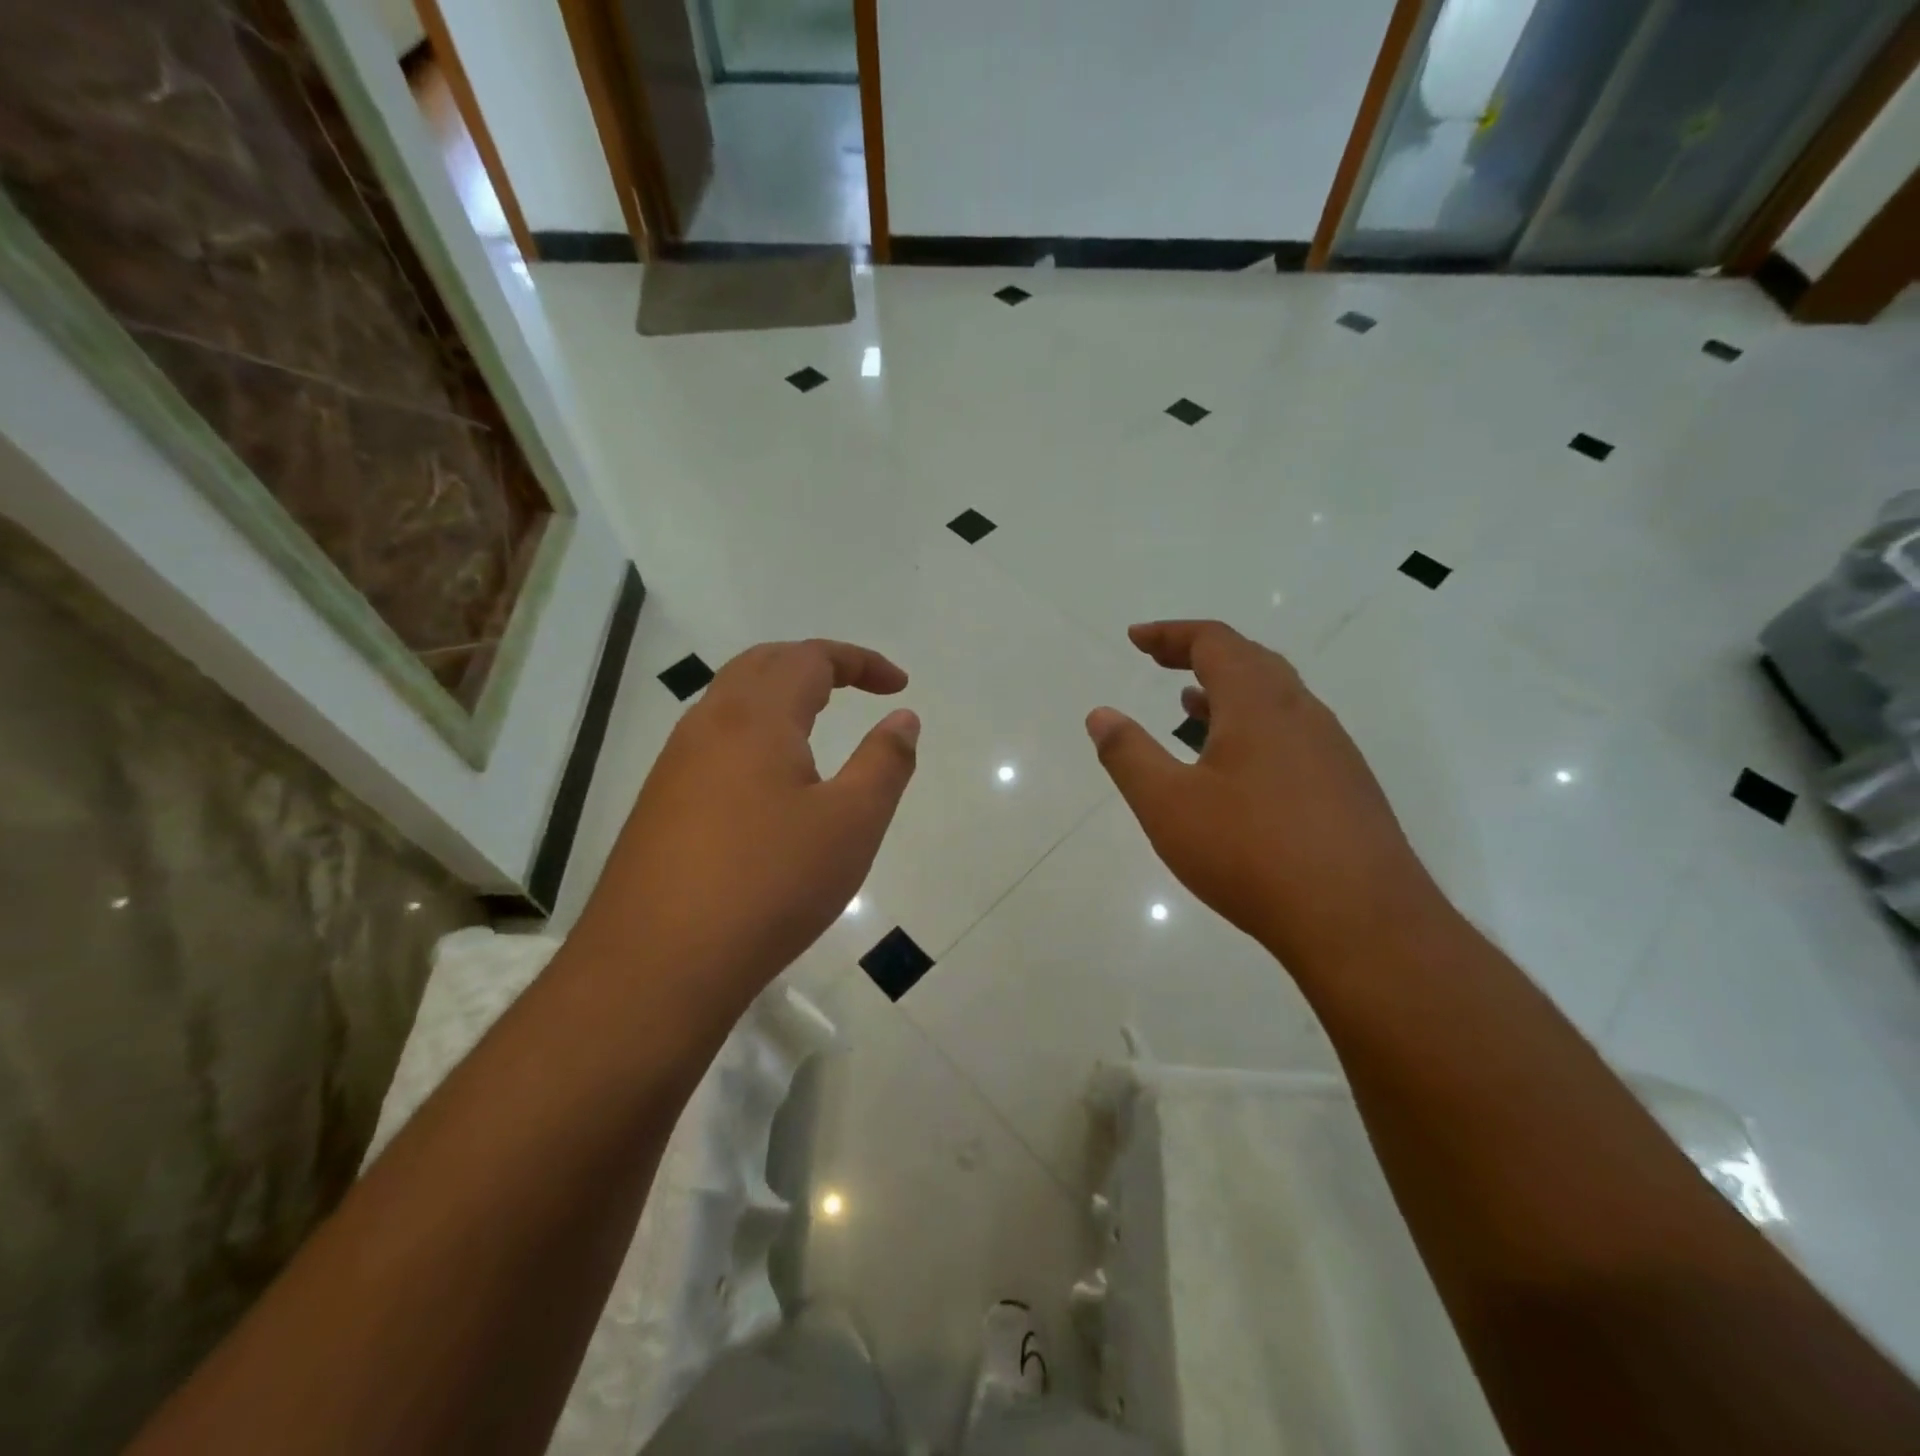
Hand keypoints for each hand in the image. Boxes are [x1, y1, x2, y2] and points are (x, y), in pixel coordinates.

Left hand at [575, 640, 918, 1003]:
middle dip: (815, 664)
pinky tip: (769, 782)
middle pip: (762, 665)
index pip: (810, 657)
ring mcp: (674, 766)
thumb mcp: (851, 823)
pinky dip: (754, 734)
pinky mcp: (659, 805)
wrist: (657, 965)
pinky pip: (713, 743)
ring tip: (817, 725)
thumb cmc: (769, 884)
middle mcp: (707, 726)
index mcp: (755, 718)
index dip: (860, 661)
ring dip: (779, 697)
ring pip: (730, 703)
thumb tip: (902, 717)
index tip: (898, 685)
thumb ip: (884, 762)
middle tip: (857, 687)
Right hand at [1086, 620, 1440, 969]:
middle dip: (1199, 653)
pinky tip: (1238, 767)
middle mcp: (1302, 713)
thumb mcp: (1168, 805)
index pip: (1214, 641)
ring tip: (1191, 704)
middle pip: (1250, 660)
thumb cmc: (1251, 853)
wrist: (1361, 922)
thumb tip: (1100, 715)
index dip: (1170, 634)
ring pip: (1275, 699)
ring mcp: (1332, 750)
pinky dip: (1253, 726)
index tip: (1135, 639)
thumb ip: (1129, 755)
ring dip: (1229, 691)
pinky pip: (1292, 733)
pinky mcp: (1347, 787)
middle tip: (1160, 661)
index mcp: (1258, 703)